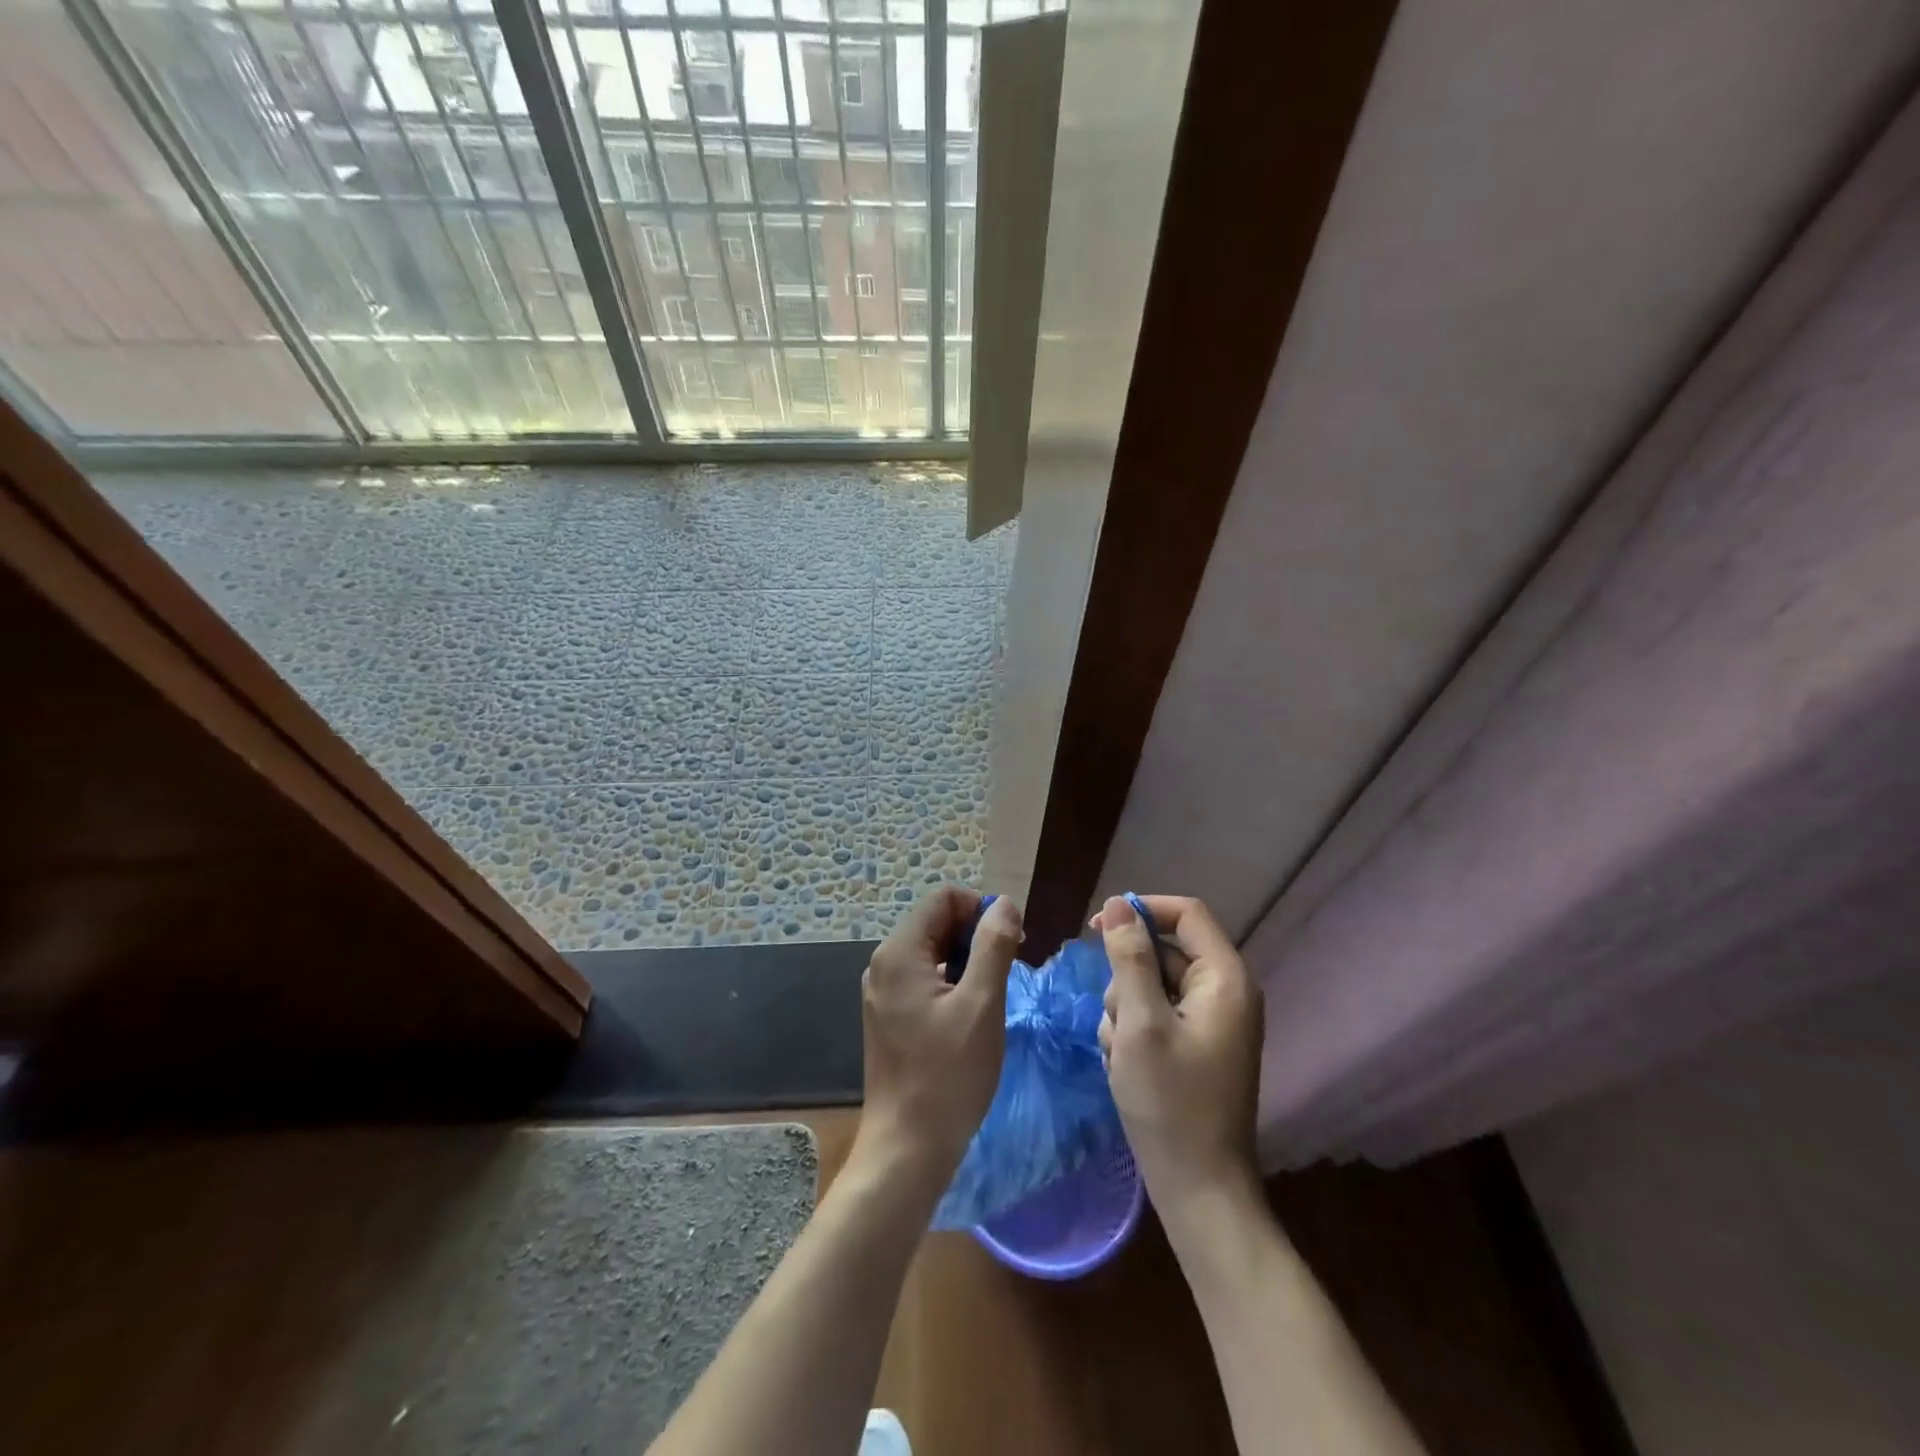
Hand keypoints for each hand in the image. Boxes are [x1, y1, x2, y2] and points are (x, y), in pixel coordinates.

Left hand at [855, 887, 1023, 1192]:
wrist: (907, 1148)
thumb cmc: (948, 1074)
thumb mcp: (982, 1004)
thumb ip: (993, 946)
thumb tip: (1003, 903)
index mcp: (899, 952)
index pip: (943, 899)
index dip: (980, 909)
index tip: (1012, 941)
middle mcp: (884, 963)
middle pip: (936, 923)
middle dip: (976, 934)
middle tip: (1009, 968)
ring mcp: (883, 991)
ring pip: (933, 951)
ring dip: (967, 959)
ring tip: (994, 993)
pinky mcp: (889, 1015)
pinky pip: (924, 978)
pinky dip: (952, 982)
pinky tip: (972, 1013)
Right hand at [1095, 894, 1263, 1233]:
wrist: (1199, 1190)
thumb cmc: (1170, 1103)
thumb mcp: (1139, 1023)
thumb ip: (1129, 958)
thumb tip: (1118, 904)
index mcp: (1225, 979)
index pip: (1186, 913)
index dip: (1142, 910)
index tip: (1097, 928)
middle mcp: (1225, 993)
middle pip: (1164, 951)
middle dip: (1127, 978)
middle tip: (1116, 1020)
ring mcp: (1211, 1022)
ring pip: (1152, 984)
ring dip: (1125, 1009)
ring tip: (1120, 1051)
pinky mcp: (1196, 1046)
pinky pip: (1156, 1014)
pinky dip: (1134, 1030)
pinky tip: (1125, 1064)